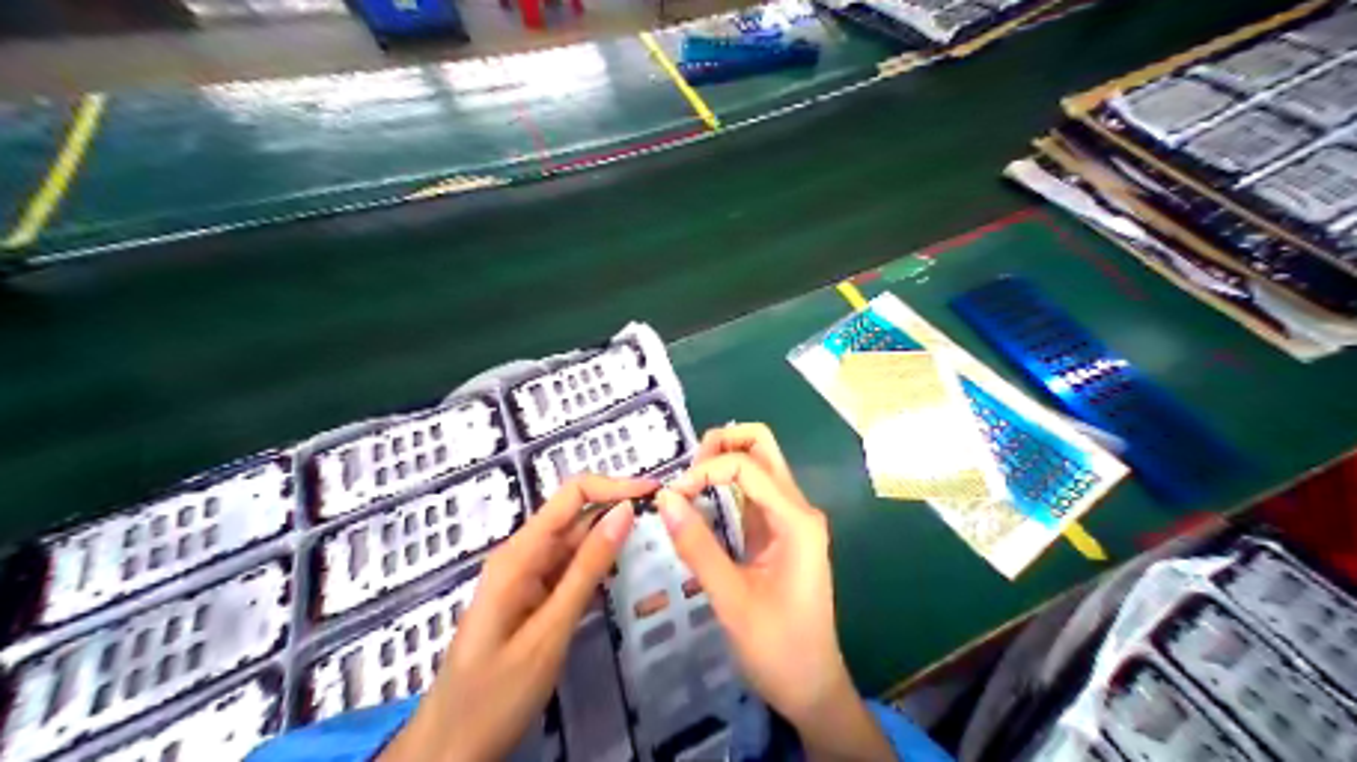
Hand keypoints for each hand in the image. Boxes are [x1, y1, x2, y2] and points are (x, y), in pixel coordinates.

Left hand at [382, 472, 658, 761]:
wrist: (450, 747)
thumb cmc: (496, 693)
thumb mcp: (550, 631)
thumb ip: (588, 569)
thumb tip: (625, 512)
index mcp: (519, 554)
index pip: (572, 494)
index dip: (614, 486)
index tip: (656, 492)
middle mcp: (522, 555)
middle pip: (576, 516)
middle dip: (619, 512)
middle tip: (667, 524)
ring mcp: (527, 577)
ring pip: (576, 544)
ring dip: (612, 541)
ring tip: (655, 545)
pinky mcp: (533, 598)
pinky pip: (569, 571)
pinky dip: (598, 569)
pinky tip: (624, 575)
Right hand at [654, 425, 892, 758]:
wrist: (812, 687)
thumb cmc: (778, 648)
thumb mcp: (732, 600)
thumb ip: (698, 546)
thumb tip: (664, 498)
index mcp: (796, 520)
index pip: (747, 465)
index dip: (705, 470)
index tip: (672, 498)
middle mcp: (797, 508)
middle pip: (762, 446)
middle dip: (721, 445)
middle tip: (686, 474)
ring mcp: (789, 518)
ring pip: (758, 464)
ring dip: (722, 461)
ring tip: (687, 486)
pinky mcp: (778, 532)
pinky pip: (752, 491)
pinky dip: (725, 485)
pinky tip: (701, 500)